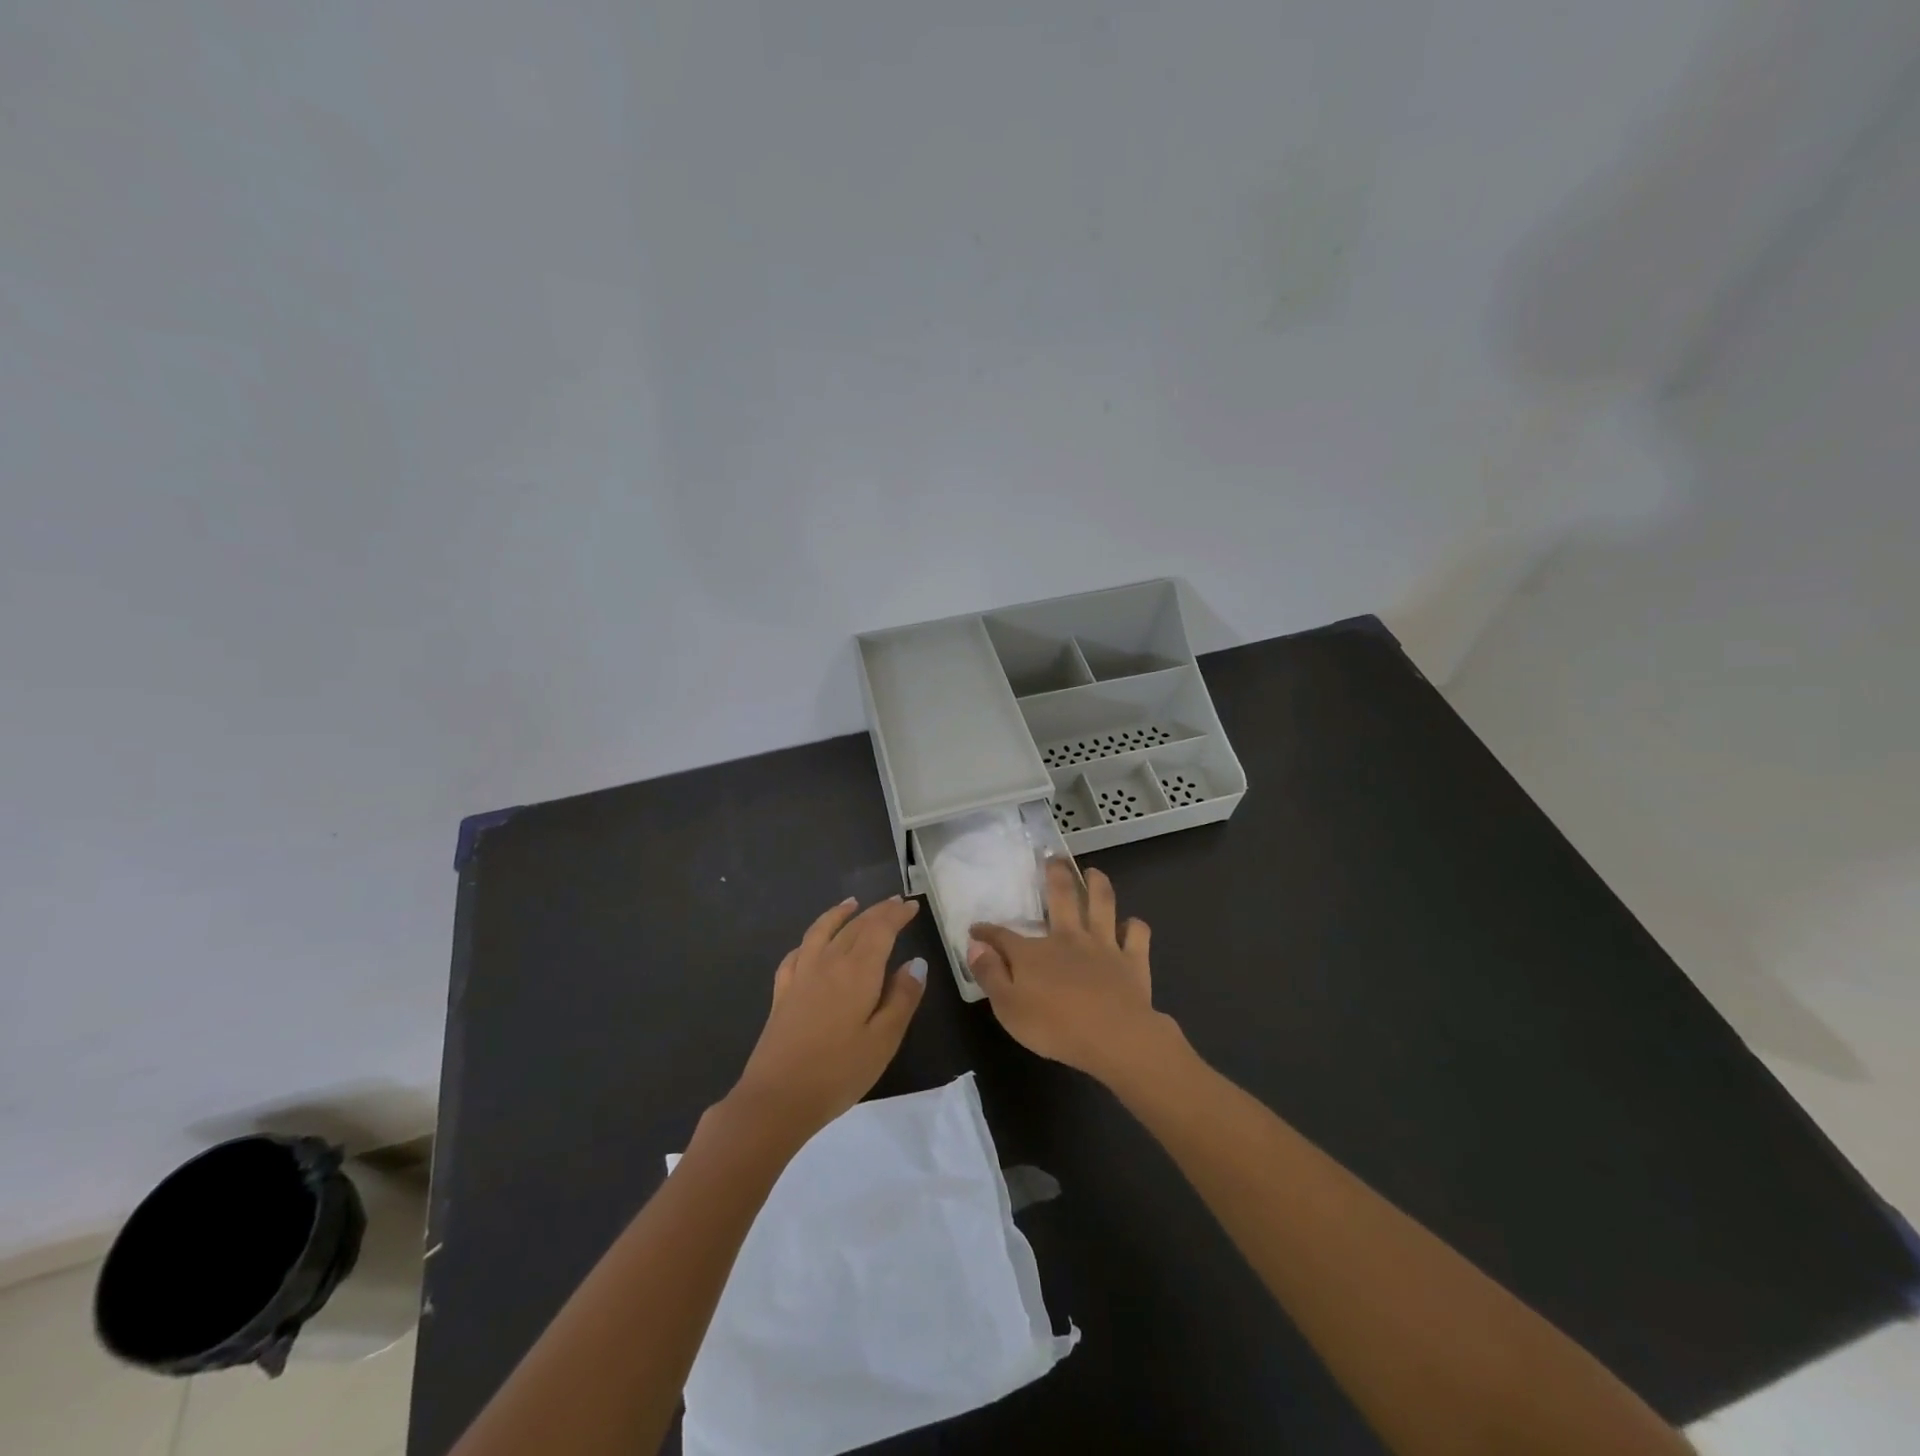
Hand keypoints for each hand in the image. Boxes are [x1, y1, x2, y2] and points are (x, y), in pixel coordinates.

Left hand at [730, 896, 926, 1139]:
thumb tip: (915, 963)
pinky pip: (797, 954)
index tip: (911, 906)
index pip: (881, 930)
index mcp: (858, 971)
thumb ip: (902, 998)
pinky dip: (809, 940)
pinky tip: (811, 945)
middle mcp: (829, 963)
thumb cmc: (839, 1072)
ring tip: (851, 904)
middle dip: (876, 912)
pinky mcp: (782, 994)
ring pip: (822, 932)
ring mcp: (801, 976)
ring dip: (839, 915)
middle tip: (894, 903)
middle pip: (855, 926)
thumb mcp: (884, 1040)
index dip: (896, 914)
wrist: (777, 1098)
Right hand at [968, 862, 1173, 1084]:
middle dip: (1055, 875)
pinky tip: (1131, 925)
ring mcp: (1103, 945)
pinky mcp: (1132, 960)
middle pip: (1061, 898)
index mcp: (1034, 953)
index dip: (987, 931)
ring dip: (1098, 885)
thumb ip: (990, 974)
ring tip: (1094, 873)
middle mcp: (1068, 938)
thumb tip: (975, 945)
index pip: (1003, 935)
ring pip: (1102, 904)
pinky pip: (1136, 934)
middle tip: (1054, 858)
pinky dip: (1134, 926)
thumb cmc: (1054, 1027)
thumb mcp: (1008, 1008)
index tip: (976, 928)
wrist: (1115, 1038)